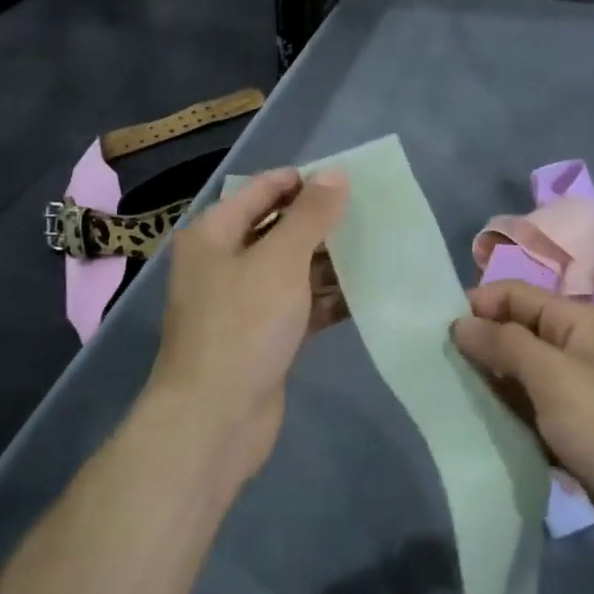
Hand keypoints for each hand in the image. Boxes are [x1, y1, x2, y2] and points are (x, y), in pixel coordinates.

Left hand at [145, 167, 348, 480]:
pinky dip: (327, 300)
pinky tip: (367, 294)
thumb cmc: (242, 326)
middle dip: (322, 223)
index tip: (349, 181)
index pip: (262, 190)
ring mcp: (243, 303)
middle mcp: (224, 262)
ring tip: (378, 249)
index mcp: (214, 234)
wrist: (214, 419)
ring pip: (292, 270)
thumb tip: (336, 174)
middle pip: (278, 229)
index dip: (303, 182)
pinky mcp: (262, 337)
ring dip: (329, 262)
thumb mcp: (280, 261)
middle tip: (372, 215)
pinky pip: (299, 306)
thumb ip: (310, 215)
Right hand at [452, 281, 593, 570]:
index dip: (476, 307)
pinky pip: (528, 414)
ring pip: (517, 378)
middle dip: (477, 348)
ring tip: (445, 399)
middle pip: (513, 335)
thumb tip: (460, 322)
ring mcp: (574, 394)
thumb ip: (504, 345)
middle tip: (433, 371)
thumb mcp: (554, 378)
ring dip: (487, 386)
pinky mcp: (572, 433)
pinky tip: (475, 429)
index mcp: (575, 322)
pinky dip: (505, 418)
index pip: (514, 295)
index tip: (435, 334)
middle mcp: (573, 350)